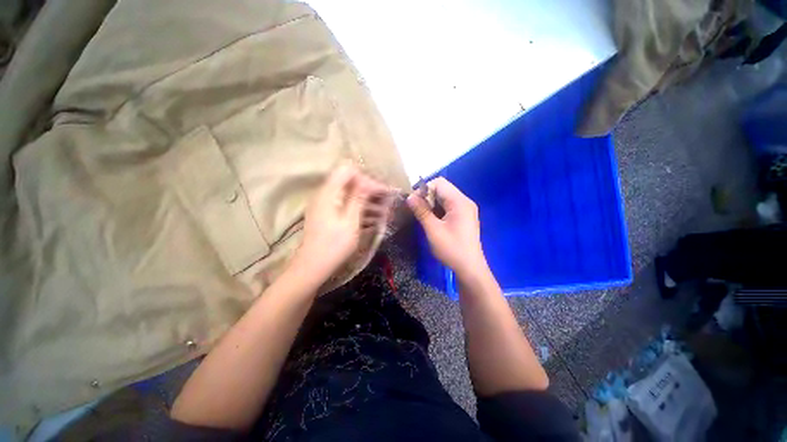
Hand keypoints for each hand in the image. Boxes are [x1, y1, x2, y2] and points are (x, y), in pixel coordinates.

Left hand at [293, 164, 391, 285]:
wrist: (312, 266)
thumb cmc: (334, 245)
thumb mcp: (350, 222)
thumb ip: (358, 198)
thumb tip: (367, 180)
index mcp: (329, 192)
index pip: (348, 170)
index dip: (366, 178)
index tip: (381, 191)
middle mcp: (325, 193)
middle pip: (350, 181)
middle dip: (369, 189)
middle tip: (387, 200)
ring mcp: (325, 204)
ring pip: (349, 194)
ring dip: (367, 200)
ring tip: (385, 210)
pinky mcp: (327, 213)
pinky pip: (346, 204)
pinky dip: (359, 208)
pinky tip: (373, 217)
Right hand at [407, 177, 486, 275]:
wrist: (470, 268)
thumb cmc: (451, 249)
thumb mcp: (433, 230)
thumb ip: (421, 211)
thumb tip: (409, 197)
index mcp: (460, 202)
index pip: (439, 183)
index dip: (424, 189)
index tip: (414, 202)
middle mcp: (464, 202)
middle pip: (442, 189)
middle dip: (427, 197)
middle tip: (417, 210)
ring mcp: (465, 209)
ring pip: (444, 198)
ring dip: (431, 204)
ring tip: (423, 216)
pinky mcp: (464, 217)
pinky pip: (448, 207)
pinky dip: (438, 210)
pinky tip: (432, 220)